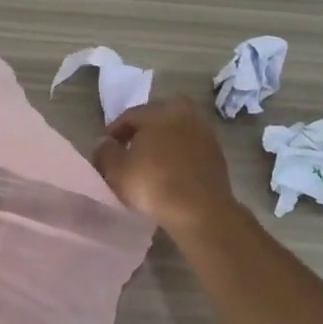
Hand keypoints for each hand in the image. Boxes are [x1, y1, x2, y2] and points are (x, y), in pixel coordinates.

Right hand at [92, 96, 240, 234]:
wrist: (200, 211)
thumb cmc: (153, 184)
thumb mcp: (116, 169)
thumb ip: (105, 151)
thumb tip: (105, 142)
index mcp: (158, 112)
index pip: (130, 115)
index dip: (114, 131)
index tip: (106, 149)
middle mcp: (184, 115)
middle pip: (157, 119)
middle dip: (142, 132)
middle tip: (130, 151)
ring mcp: (205, 134)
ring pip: (176, 133)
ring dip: (163, 143)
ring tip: (150, 164)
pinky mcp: (217, 155)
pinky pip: (190, 149)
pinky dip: (179, 156)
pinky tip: (170, 173)